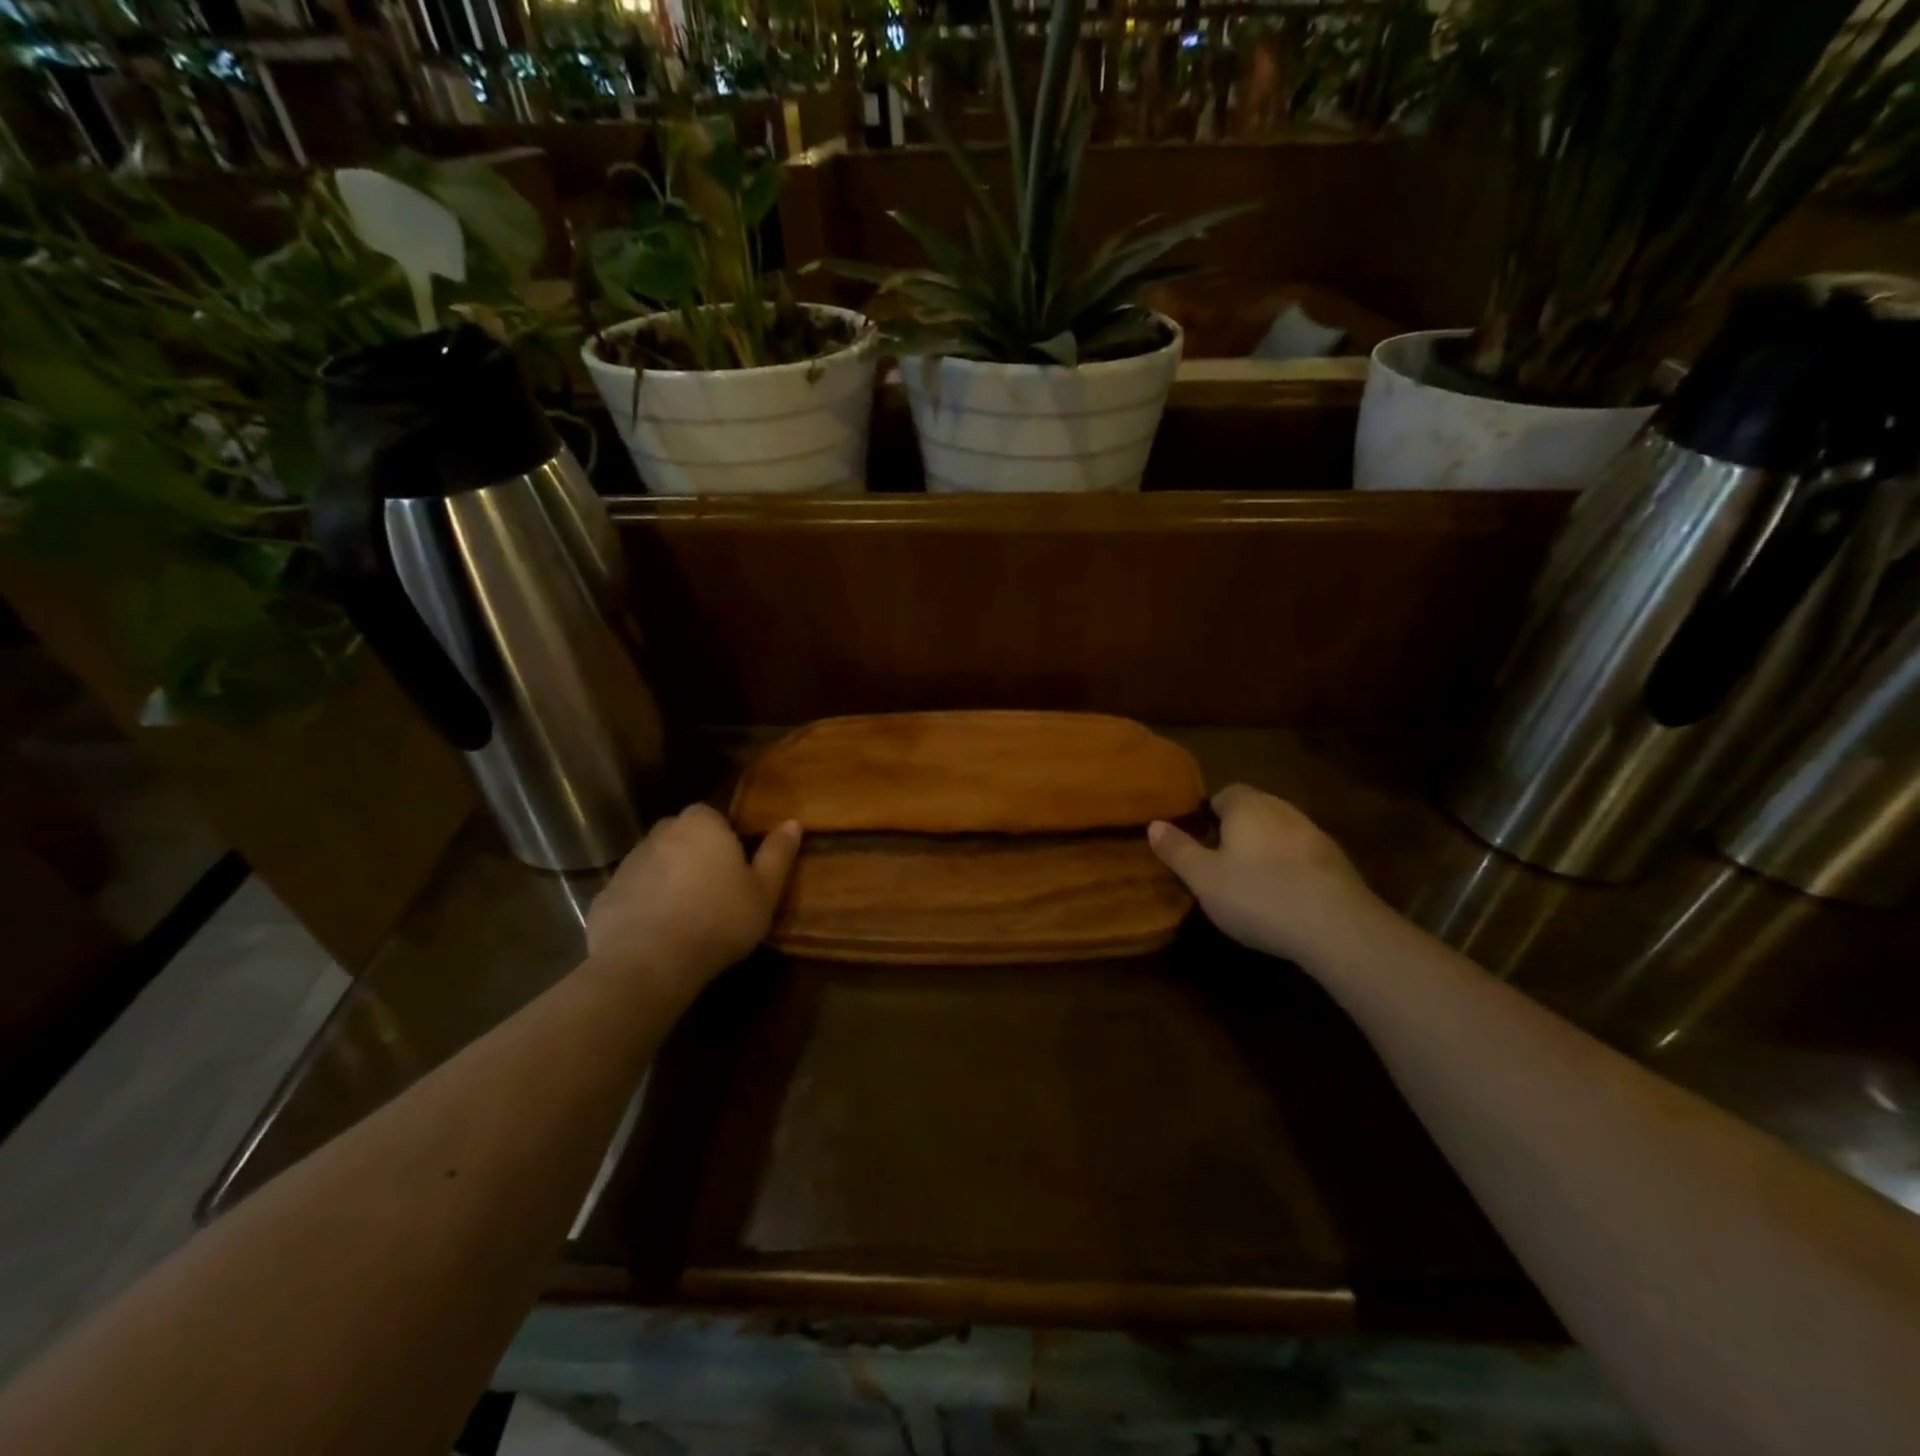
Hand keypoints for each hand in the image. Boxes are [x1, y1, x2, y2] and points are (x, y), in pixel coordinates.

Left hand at [586, 804, 801, 993]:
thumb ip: (778, 854)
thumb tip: (793, 823)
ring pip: (657, 864)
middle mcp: (661, 833)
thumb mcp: (764, 891)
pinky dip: (645, 907)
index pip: (714, 816)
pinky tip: (659, 934)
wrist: (648, 963)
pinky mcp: (605, 896)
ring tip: (688, 917)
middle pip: (683, 836)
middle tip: (715, 891)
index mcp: (702, 824)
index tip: (737, 869)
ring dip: (670, 880)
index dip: (726, 840)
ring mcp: (628, 864)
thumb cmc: (718, 920)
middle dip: (696, 855)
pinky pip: (633, 894)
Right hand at [1148, 785, 1375, 965]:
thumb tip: (1154, 824)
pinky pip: (1302, 855)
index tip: (1199, 842)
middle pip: (1253, 811)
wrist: (1338, 927)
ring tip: (1251, 883)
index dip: (1208, 815)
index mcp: (1247, 806)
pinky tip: (1284, 896)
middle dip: (1236, 831)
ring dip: (1265, 849)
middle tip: (1219, 864)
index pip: (1224, 794)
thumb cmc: (1258, 896)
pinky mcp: (1338, 862)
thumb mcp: (1203, 878)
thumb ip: (1177, 849)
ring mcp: (1314, 834)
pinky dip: (1290, 867)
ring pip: (1279, 832)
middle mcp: (1282, 809)